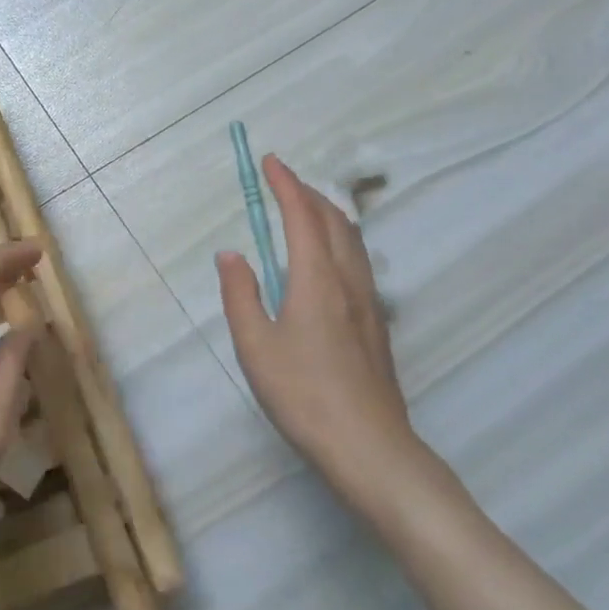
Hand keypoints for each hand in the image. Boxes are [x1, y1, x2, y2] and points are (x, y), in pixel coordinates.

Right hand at [217, 155, 424, 519]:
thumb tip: (231, 254)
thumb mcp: (255, 345)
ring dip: (327, 215)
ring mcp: (369, 303)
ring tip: (303, 211)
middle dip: (308, 193)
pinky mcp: (377, 324)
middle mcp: (349, 281)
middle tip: (282, 183)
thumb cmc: (303, 394)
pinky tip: (325, 261)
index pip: (301, 216)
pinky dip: (339, 240)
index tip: (270, 162)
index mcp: (316, 279)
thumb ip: (240, 294)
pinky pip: (358, 262)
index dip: (285, 184)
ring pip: (353, 241)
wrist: (369, 447)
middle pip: (335, 221)